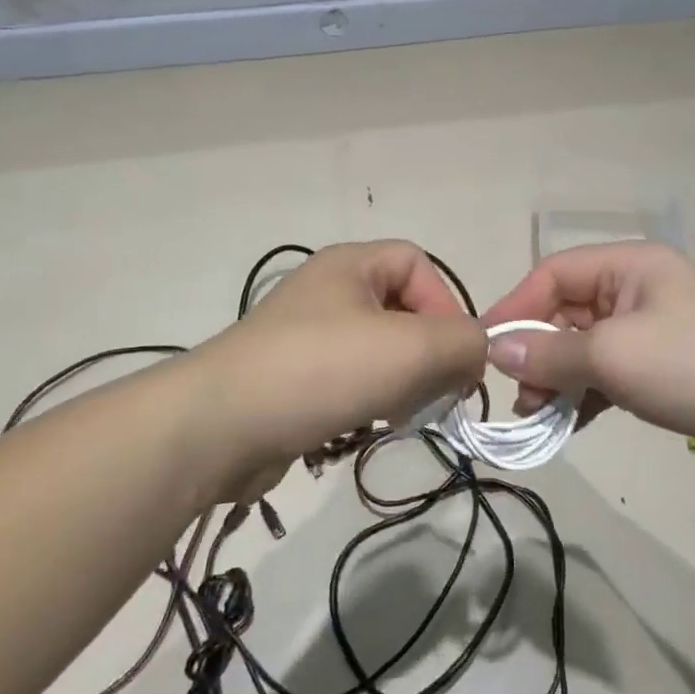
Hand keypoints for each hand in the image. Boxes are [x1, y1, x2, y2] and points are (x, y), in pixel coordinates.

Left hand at [193, 241, 486, 494]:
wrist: (218, 428)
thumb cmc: (321, 370)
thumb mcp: (411, 348)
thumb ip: (463, 342)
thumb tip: (476, 353)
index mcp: (350, 265)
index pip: (419, 265)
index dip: (447, 305)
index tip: (456, 357)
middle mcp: (328, 291)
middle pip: (403, 310)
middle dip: (429, 351)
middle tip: (436, 392)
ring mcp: (306, 335)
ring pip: (380, 349)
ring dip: (404, 380)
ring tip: (402, 412)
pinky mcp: (293, 378)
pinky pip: (351, 378)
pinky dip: (371, 398)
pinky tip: (370, 424)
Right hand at [481, 243, 694, 474]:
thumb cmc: (694, 366)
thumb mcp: (613, 355)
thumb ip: (550, 352)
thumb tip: (495, 350)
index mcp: (629, 267)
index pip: (554, 274)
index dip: (516, 306)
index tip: (485, 348)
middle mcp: (638, 290)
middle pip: (567, 311)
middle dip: (537, 350)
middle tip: (517, 394)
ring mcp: (652, 331)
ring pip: (584, 347)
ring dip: (557, 377)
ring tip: (538, 414)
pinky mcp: (662, 369)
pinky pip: (607, 373)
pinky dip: (585, 394)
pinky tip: (567, 422)